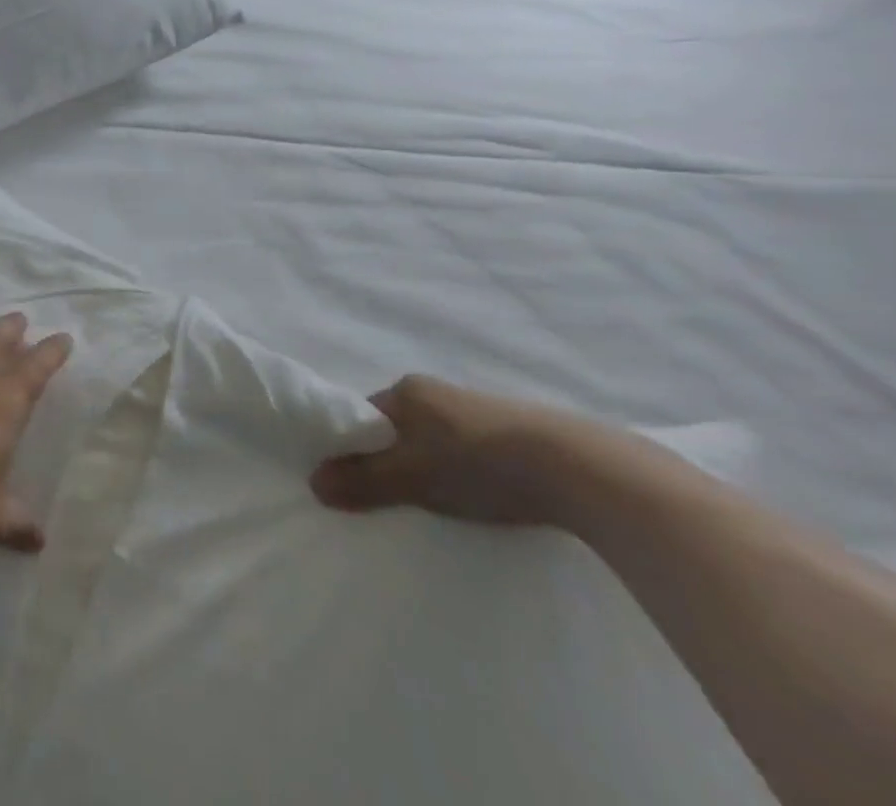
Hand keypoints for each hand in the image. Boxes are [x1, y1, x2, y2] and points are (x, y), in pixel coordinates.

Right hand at [310, 375, 609, 527]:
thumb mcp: (412, 476)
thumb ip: (363, 480)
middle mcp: (437, 392)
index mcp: (407, 389)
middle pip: (398, 427)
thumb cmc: (480, 463)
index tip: (354, 481)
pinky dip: (465, 474)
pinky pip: (471, 452)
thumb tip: (313, 482)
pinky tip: (481, 500)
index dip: (353, 446)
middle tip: (395, 499)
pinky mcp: (518, 434)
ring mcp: (479, 411)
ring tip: (440, 506)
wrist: (582, 470)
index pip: (363, 415)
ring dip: (431, 468)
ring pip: (436, 441)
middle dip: (392, 459)